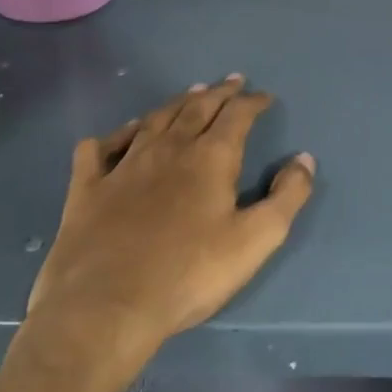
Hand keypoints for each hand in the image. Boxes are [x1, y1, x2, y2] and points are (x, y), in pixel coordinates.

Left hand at [0, 76, 314, 391]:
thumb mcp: (257, 239)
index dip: (253, 102)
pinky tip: (121, 134)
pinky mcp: (87, 190)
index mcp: (211, 158)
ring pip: (153, 121)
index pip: (237, 116)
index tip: (264, 97)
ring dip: (176, 104)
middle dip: (218, 93)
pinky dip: (114, 134)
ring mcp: (123, 167)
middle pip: (196, 108)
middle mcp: (168, 150)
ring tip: (190, 94)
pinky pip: (99, 149)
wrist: (104, 310)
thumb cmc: (189, 274)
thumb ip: (288, 196)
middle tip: (231, 81)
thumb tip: (304, 158)